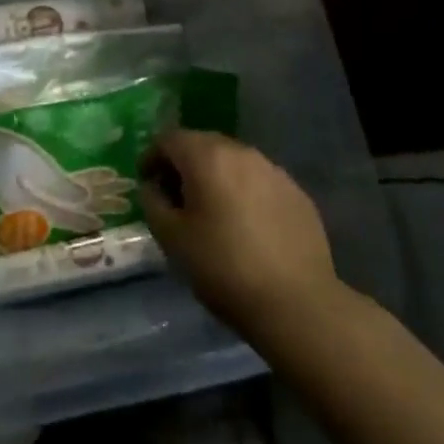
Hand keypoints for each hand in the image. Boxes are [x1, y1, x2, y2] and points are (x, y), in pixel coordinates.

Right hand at [139, 130, 347, 332]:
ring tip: (211, 210)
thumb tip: (153, 187)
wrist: (297, 304)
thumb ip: (153, 202)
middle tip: (175, 196)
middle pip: (203, 144)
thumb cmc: (224, 267)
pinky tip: (245, 225)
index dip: (152, 156)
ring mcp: (274, 171)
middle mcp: (241, 152)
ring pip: (233, 161)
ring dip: (216, 176)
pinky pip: (259, 181)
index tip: (146, 181)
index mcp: (207, 156)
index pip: (169, 139)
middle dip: (184, 164)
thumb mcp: (171, 238)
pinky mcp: (297, 193)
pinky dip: (244, 192)